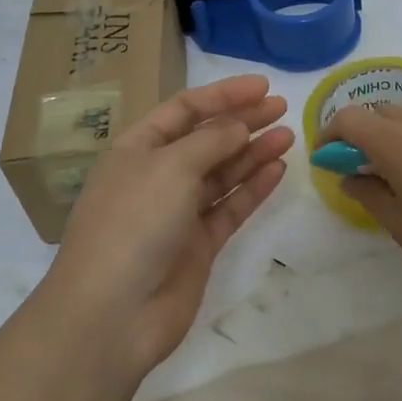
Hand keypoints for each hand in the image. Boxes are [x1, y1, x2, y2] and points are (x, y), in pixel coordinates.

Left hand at [45, 75, 292, 373]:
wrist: (112, 313)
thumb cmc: (133, 223)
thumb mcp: (170, 167)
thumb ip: (211, 141)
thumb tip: (239, 126)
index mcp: (136, 149)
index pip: (183, 110)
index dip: (222, 95)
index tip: (262, 87)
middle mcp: (156, 177)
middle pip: (205, 140)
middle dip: (242, 122)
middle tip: (282, 108)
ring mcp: (177, 213)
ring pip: (221, 174)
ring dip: (252, 152)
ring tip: (289, 135)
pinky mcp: (197, 246)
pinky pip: (229, 208)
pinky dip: (252, 189)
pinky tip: (278, 170)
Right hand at [323, 105, 401, 316]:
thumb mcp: (400, 227)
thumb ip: (369, 194)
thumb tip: (350, 178)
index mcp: (399, 144)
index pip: (351, 119)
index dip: (331, 134)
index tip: (327, 158)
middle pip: (384, 111)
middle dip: (364, 131)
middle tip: (360, 166)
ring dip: (397, 133)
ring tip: (399, 172)